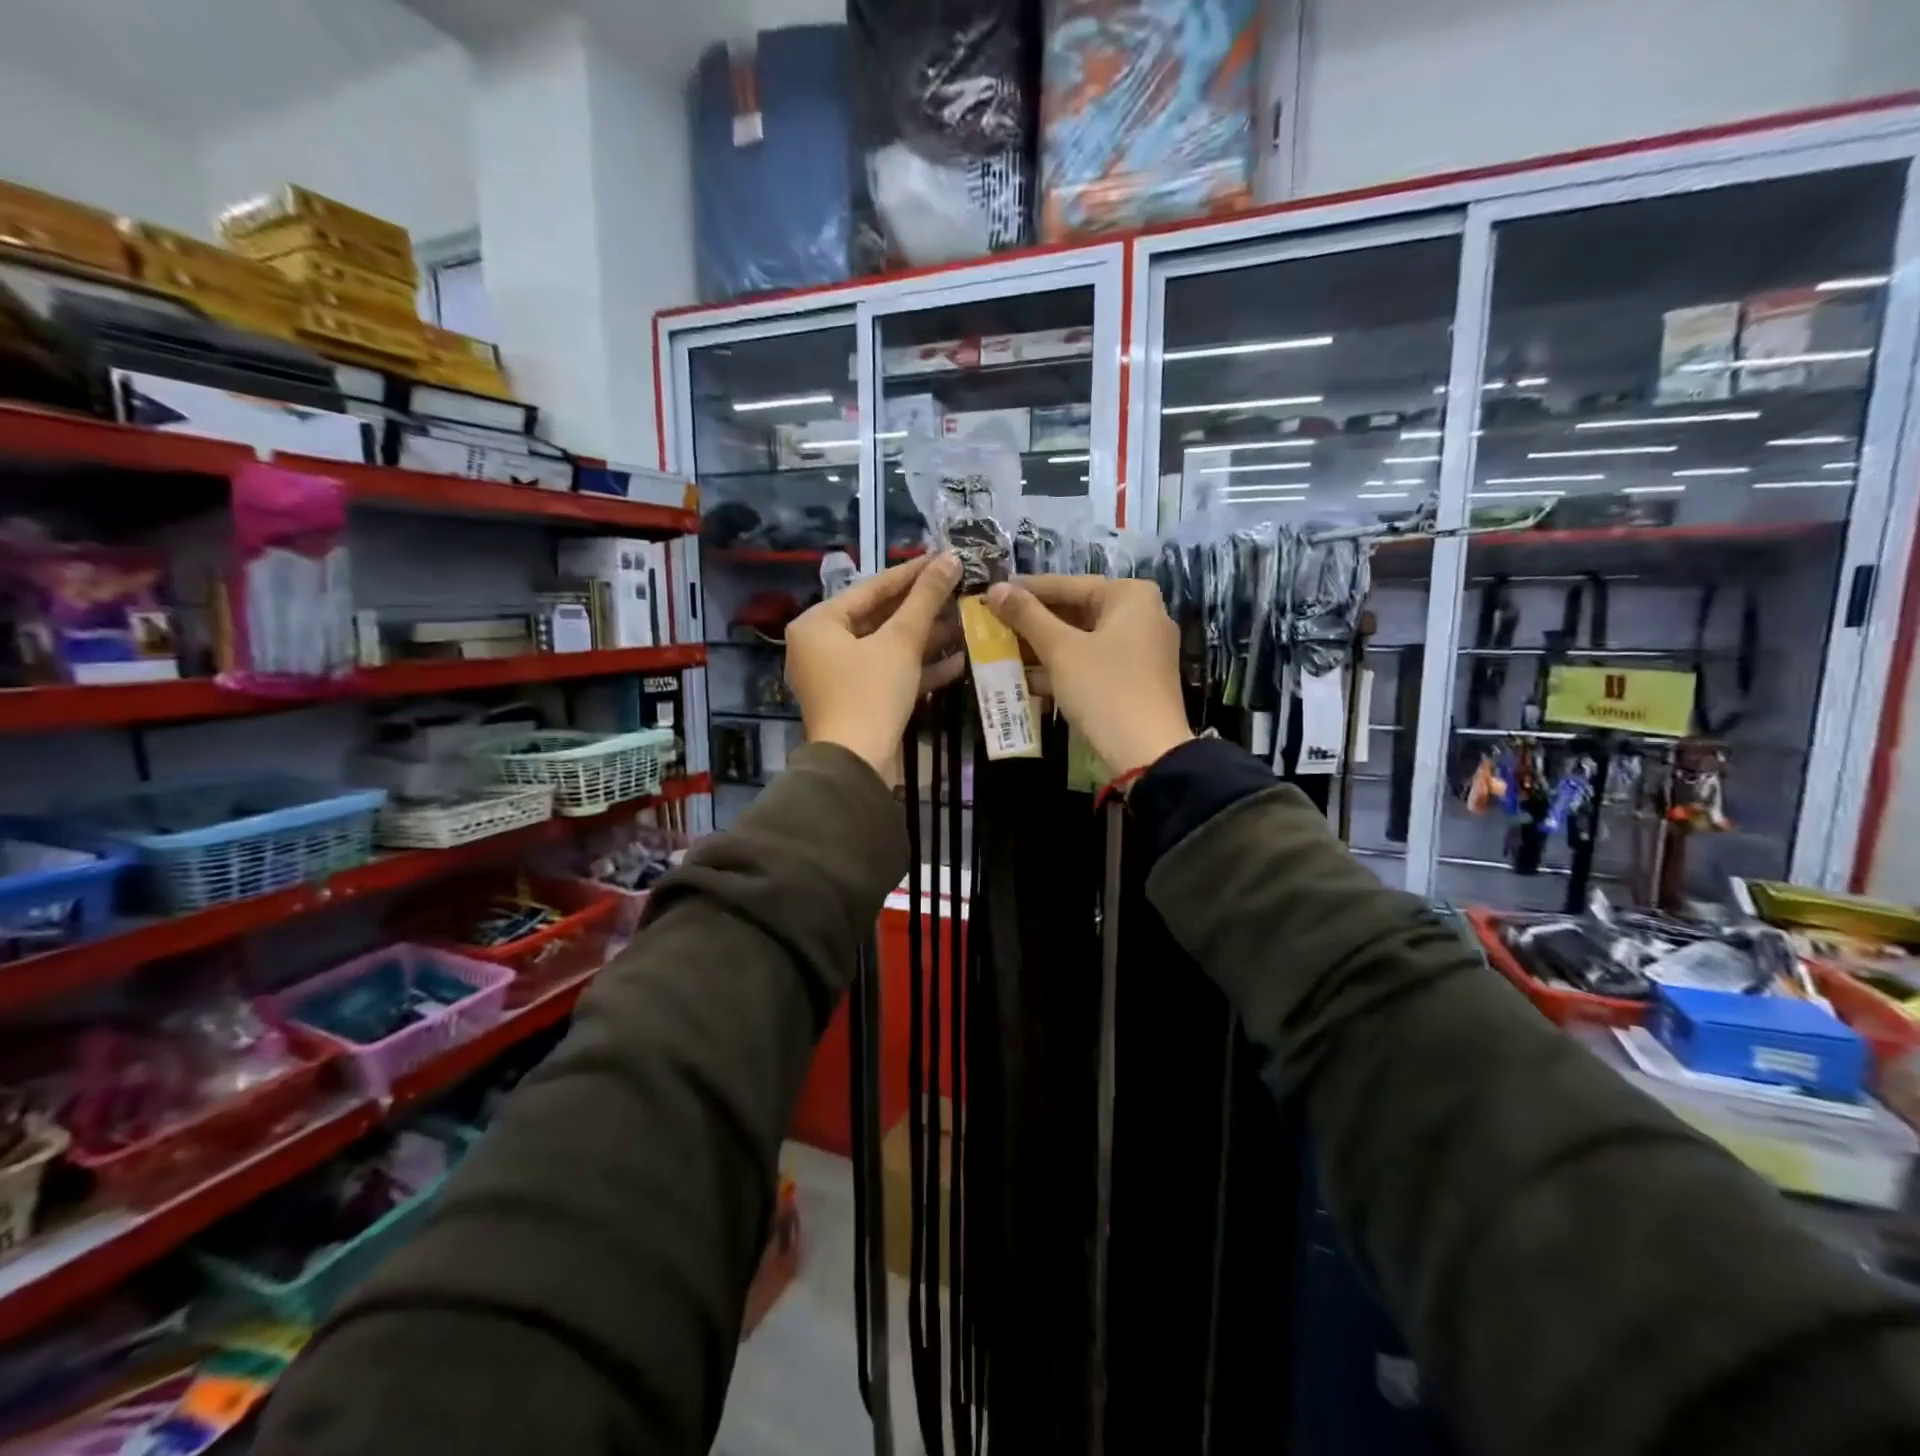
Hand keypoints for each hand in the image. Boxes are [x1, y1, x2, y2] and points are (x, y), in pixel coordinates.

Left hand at [785, 553, 963, 781]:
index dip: (913, 572)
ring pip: (886, 648)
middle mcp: (821, 646)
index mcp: (818, 623)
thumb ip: (925, 599)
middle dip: (922, 609)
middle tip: (959, 589)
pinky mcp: (856, 701)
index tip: (945, 557)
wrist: (855, 765)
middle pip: (879, 617)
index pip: (872, 588)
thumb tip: (950, 558)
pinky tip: (958, 661)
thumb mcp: (900, 642)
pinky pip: (887, 674)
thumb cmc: (870, 693)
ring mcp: (837, 676)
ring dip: (926, 639)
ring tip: (965, 622)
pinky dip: (917, 668)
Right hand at [985, 576, 1191, 778]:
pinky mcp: (1134, 681)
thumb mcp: (1060, 650)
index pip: (1068, 585)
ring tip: (1001, 651)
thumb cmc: (1104, 689)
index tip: (992, 593)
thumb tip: (995, 588)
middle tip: (994, 624)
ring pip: (1081, 640)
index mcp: (1131, 597)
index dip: (1027, 590)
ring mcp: (1140, 651)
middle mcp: (1142, 616)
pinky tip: (1026, 679)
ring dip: (1042, 648)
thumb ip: (1027, 616)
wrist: (1148, 754)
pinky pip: (1091, 664)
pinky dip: (1061, 668)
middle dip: (1033, 623)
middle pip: (1076, 612)